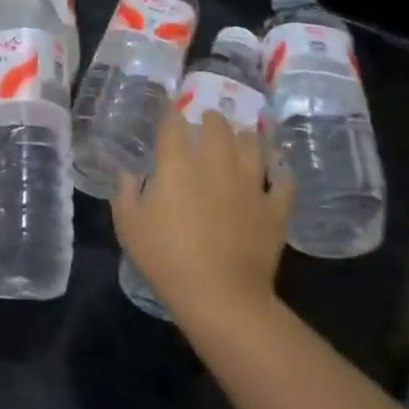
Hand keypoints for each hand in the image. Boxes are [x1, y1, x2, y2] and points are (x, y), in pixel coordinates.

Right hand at [112, 108, 293, 326]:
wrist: (220, 295)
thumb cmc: (166, 258)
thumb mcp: (129, 225)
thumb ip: (125, 192)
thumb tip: (126, 172)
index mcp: (177, 164)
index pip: (174, 124)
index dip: (171, 114)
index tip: (170, 112)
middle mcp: (216, 163)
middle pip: (218, 126)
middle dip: (210, 119)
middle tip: (206, 122)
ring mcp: (251, 183)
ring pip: (252, 144)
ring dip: (244, 136)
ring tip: (239, 137)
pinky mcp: (275, 207)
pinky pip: (284, 180)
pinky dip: (279, 171)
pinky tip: (275, 171)